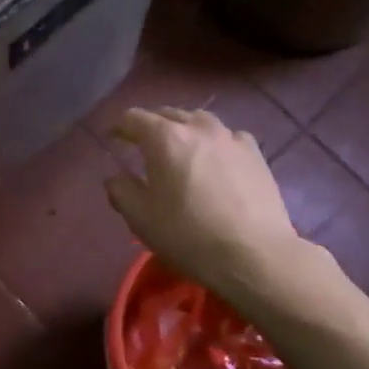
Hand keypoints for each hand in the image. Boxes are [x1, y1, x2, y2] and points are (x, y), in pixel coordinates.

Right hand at [104, 107, 302, 306]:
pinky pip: (227, 137)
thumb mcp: (141, 218)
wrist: (253, 254)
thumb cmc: (188, 235)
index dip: (119, 127)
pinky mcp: (255, 153)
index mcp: (164, 138)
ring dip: (184, 130)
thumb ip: (121, 191)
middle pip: (168, 114)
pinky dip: (214, 143)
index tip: (114, 140)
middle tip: (143, 146)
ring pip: (200, 121)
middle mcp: (198, 127)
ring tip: (181, 150)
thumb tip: (116, 178)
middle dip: (151, 126)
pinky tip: (216, 162)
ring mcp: (231, 137)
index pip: (133, 118)